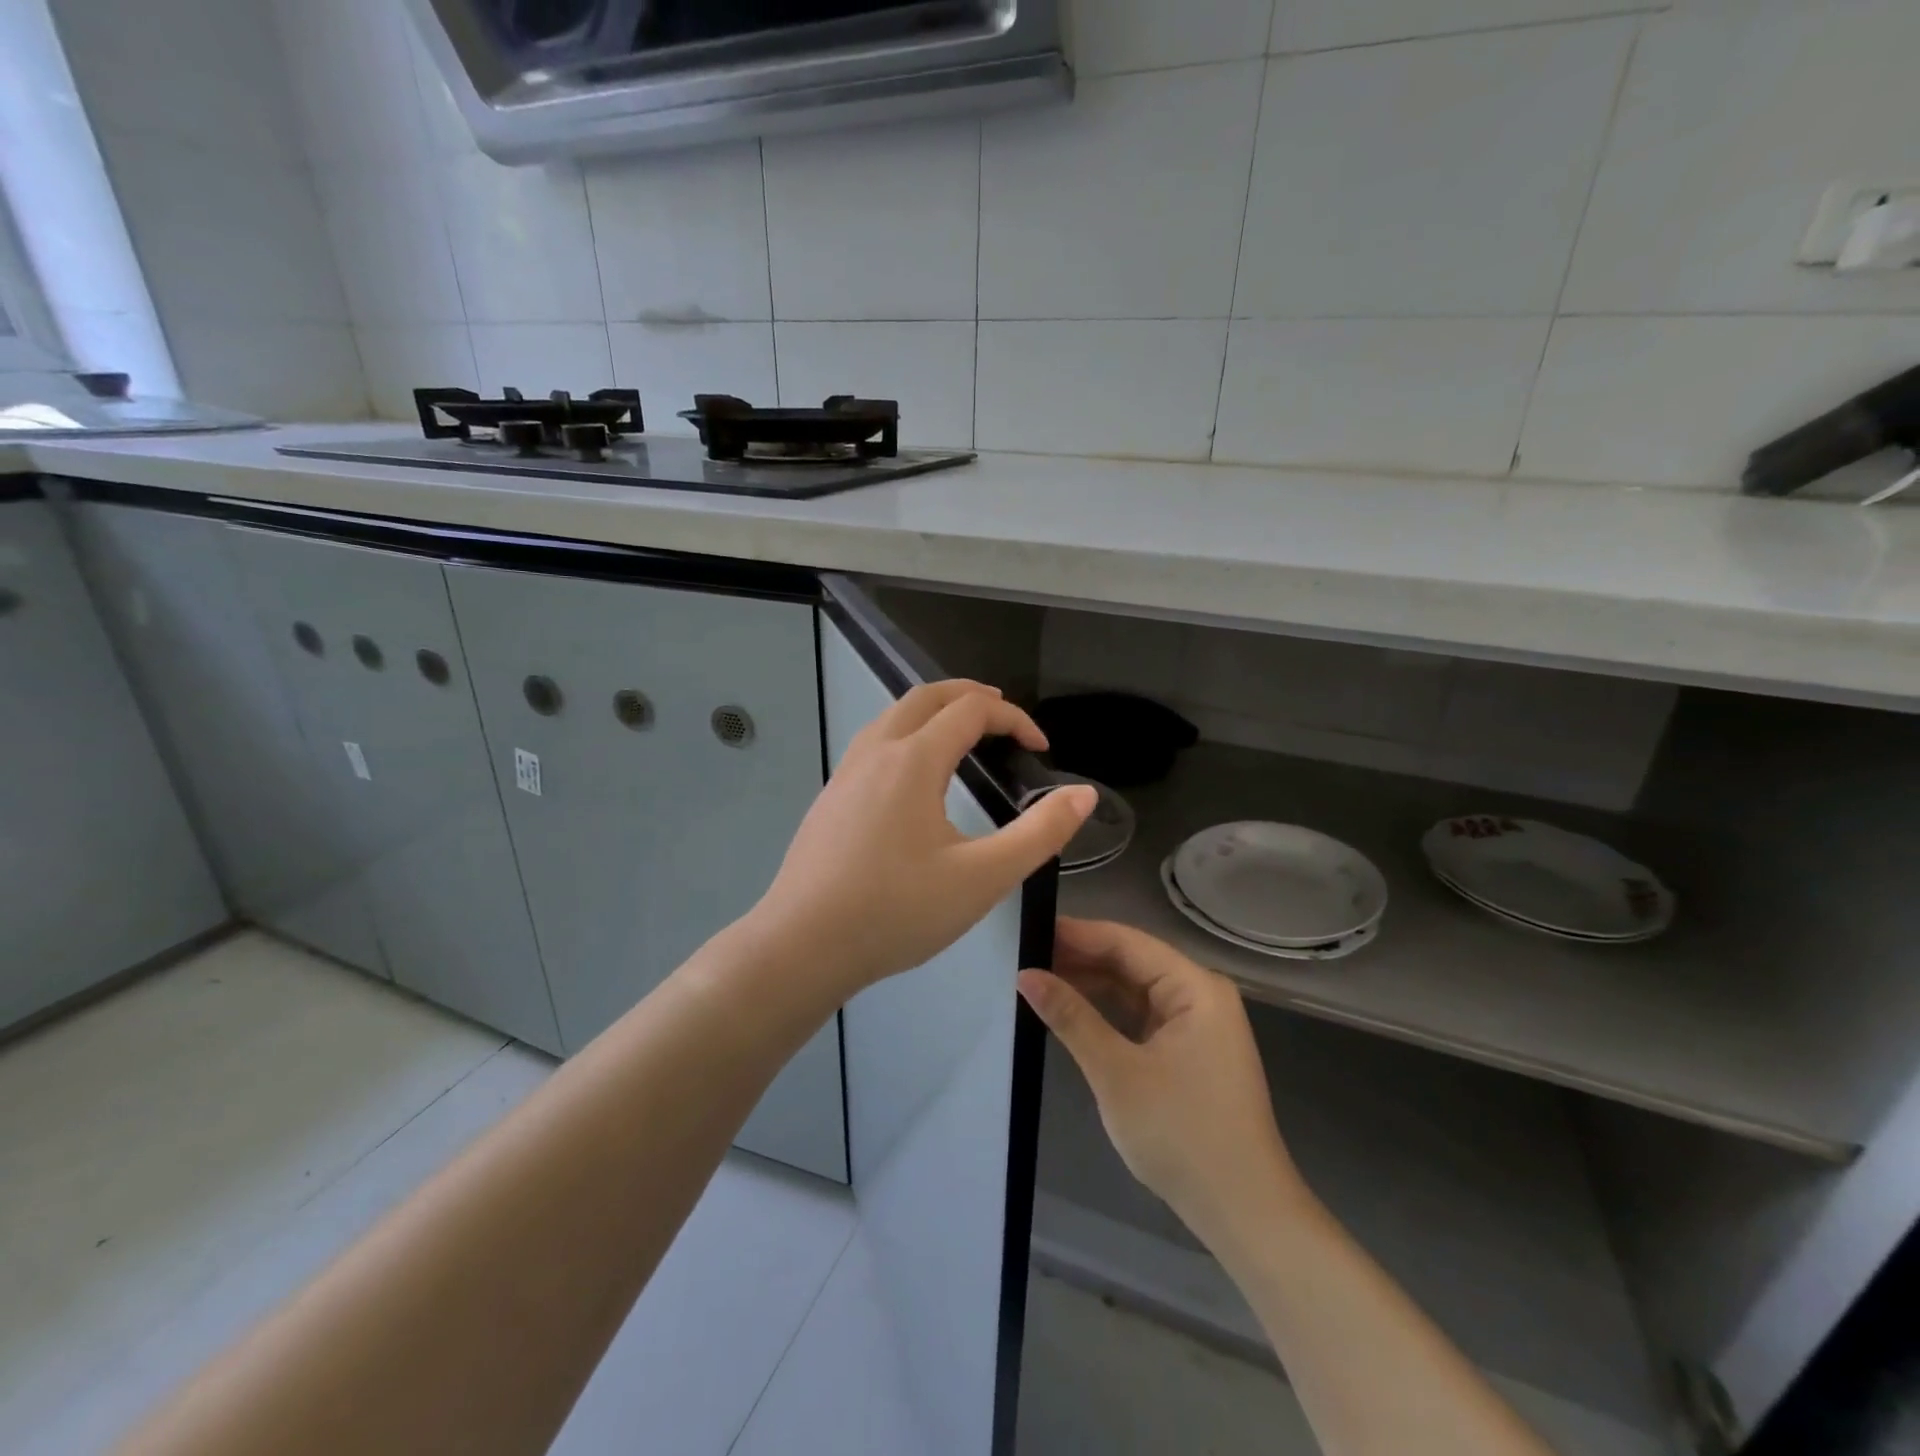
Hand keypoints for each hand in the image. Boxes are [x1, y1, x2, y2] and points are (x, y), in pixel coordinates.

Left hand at [748, 681, 1095, 1001]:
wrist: (802, 946)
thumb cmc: (897, 912)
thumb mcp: (982, 878)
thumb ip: (1039, 834)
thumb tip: (1082, 794)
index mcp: (914, 760)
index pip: (971, 710)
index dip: (1014, 719)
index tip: (1040, 750)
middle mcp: (876, 752)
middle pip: (926, 696)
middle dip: (970, 695)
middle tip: (1004, 716)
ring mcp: (846, 773)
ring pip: (893, 716)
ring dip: (933, 711)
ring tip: (962, 734)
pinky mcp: (830, 799)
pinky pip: (874, 744)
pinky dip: (907, 735)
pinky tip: (914, 778)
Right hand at [1018, 919, 1308, 1246]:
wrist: (1243, 1213)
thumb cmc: (1181, 1135)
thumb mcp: (1116, 1072)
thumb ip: (1071, 1017)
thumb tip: (1025, 975)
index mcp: (1195, 987)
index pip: (1126, 942)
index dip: (1077, 934)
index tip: (1029, 929)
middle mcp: (1200, 995)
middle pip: (1131, 961)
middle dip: (1080, 958)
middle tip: (1025, 955)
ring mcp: (1197, 1024)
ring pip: (1134, 988)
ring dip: (1091, 984)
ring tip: (1039, 977)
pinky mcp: (1189, 1051)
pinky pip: (1141, 1015)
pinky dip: (1107, 1011)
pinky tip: (1072, 1010)